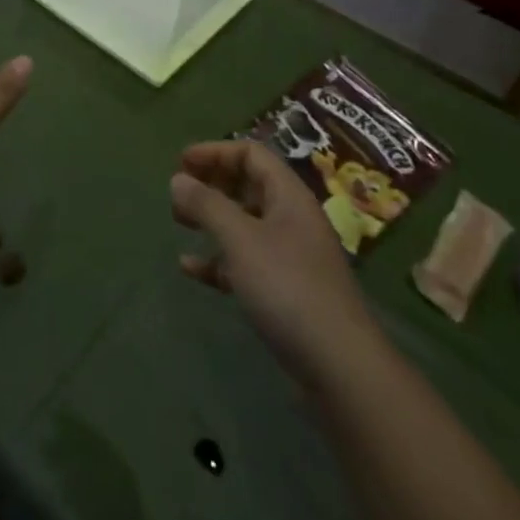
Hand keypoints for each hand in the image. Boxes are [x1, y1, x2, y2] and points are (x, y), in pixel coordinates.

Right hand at [171, 141, 371, 378]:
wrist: (341, 368)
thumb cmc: (289, 288)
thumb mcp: (241, 239)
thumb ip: (207, 205)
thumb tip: (178, 179)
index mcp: (289, 196)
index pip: (251, 154)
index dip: (215, 152)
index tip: (181, 162)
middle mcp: (292, 219)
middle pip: (248, 185)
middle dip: (212, 183)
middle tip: (178, 190)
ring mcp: (291, 257)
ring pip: (245, 223)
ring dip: (212, 218)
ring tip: (179, 221)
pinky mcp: (285, 292)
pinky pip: (245, 262)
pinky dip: (218, 260)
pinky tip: (191, 269)